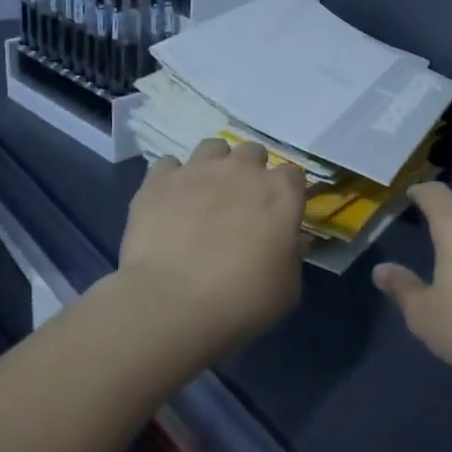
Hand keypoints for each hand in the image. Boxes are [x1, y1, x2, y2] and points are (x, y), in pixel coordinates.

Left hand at [117, 139, 306, 353]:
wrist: (171, 303)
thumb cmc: (241, 300)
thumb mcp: (287, 289)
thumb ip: (292, 256)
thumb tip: (291, 242)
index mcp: (281, 193)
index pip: (293, 176)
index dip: (286, 195)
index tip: (279, 216)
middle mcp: (242, 170)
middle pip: (253, 153)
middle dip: (251, 173)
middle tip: (241, 205)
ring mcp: (197, 170)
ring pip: (212, 148)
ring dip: (214, 166)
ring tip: (205, 195)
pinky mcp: (158, 180)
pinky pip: (168, 166)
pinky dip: (172, 180)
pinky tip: (170, 203)